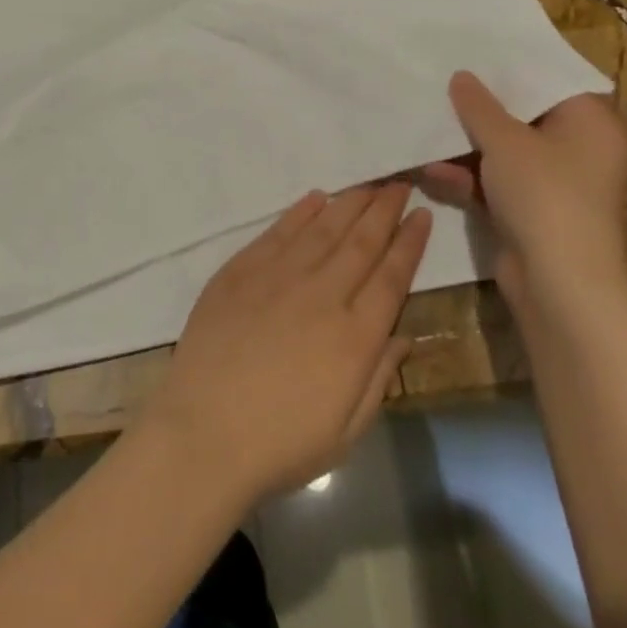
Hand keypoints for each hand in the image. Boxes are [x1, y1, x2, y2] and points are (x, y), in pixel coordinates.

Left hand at [144, 185, 430, 505]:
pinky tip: (316, 198)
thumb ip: (378, 378)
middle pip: (360, 242)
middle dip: (384, 209)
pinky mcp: (240, 271)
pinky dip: (300, 212)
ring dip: (348, 203)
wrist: (204, 432)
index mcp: (354, 337)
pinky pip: (277, 232)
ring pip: (322, 229)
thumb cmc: (281, 443)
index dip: (409, 243)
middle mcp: (320, 295)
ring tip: (367, 185)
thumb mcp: (347, 431)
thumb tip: (403, 335)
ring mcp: (277, 278)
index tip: (422, 215)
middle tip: (401, 184)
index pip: (391, 277)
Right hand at [420, 72, 626, 308]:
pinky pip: (496, 182)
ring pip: (504, 151)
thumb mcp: (505, 141)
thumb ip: (479, 106)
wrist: (559, 286)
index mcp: (590, 123)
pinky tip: (431, 171)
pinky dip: (468, 177)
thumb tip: (462, 77)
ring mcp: (555, 184)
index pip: (552, 81)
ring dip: (465, 146)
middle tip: (441, 83)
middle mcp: (579, 149)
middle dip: (479, 107)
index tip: (473, 52)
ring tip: (425, 127)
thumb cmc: (544, 196)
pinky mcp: (532, 212)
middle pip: (523, 116)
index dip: (513, 67)